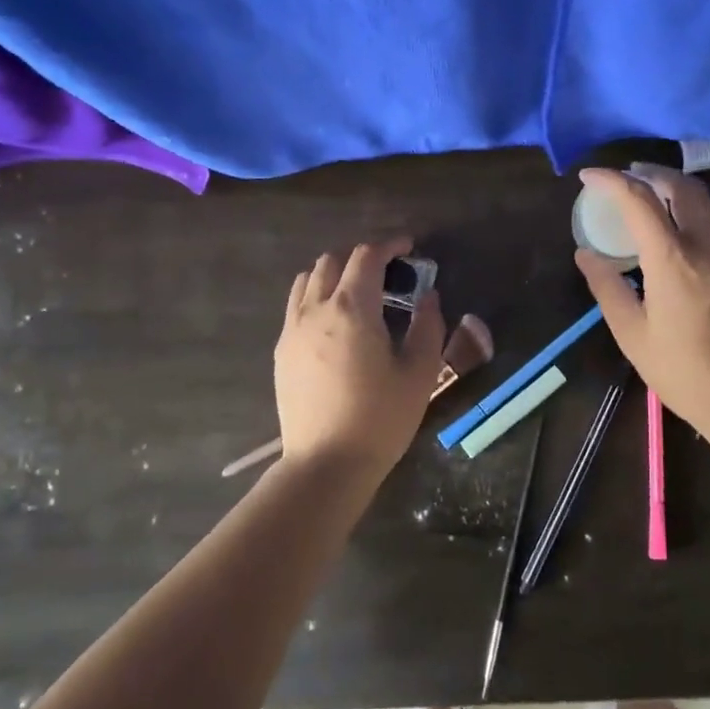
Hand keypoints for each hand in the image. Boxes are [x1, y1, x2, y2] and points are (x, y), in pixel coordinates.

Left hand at [274, 238, 445, 474]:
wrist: (326, 464)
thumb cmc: (380, 418)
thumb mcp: (419, 372)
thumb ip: (428, 326)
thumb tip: (428, 297)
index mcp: (352, 308)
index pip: (366, 255)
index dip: (389, 244)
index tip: (408, 247)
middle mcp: (316, 308)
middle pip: (332, 260)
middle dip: (361, 256)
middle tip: (388, 272)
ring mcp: (292, 329)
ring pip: (308, 279)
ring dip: (335, 273)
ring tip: (359, 292)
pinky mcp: (281, 351)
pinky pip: (296, 305)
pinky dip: (316, 296)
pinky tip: (335, 322)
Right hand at [574, 166, 709, 436]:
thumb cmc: (683, 370)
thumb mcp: (632, 333)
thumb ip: (607, 286)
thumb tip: (585, 254)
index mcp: (673, 258)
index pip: (639, 199)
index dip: (610, 180)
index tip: (588, 176)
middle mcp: (706, 243)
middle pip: (680, 185)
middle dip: (649, 172)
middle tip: (625, 176)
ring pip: (704, 200)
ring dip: (674, 187)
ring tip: (650, 194)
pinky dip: (693, 207)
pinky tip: (679, 226)